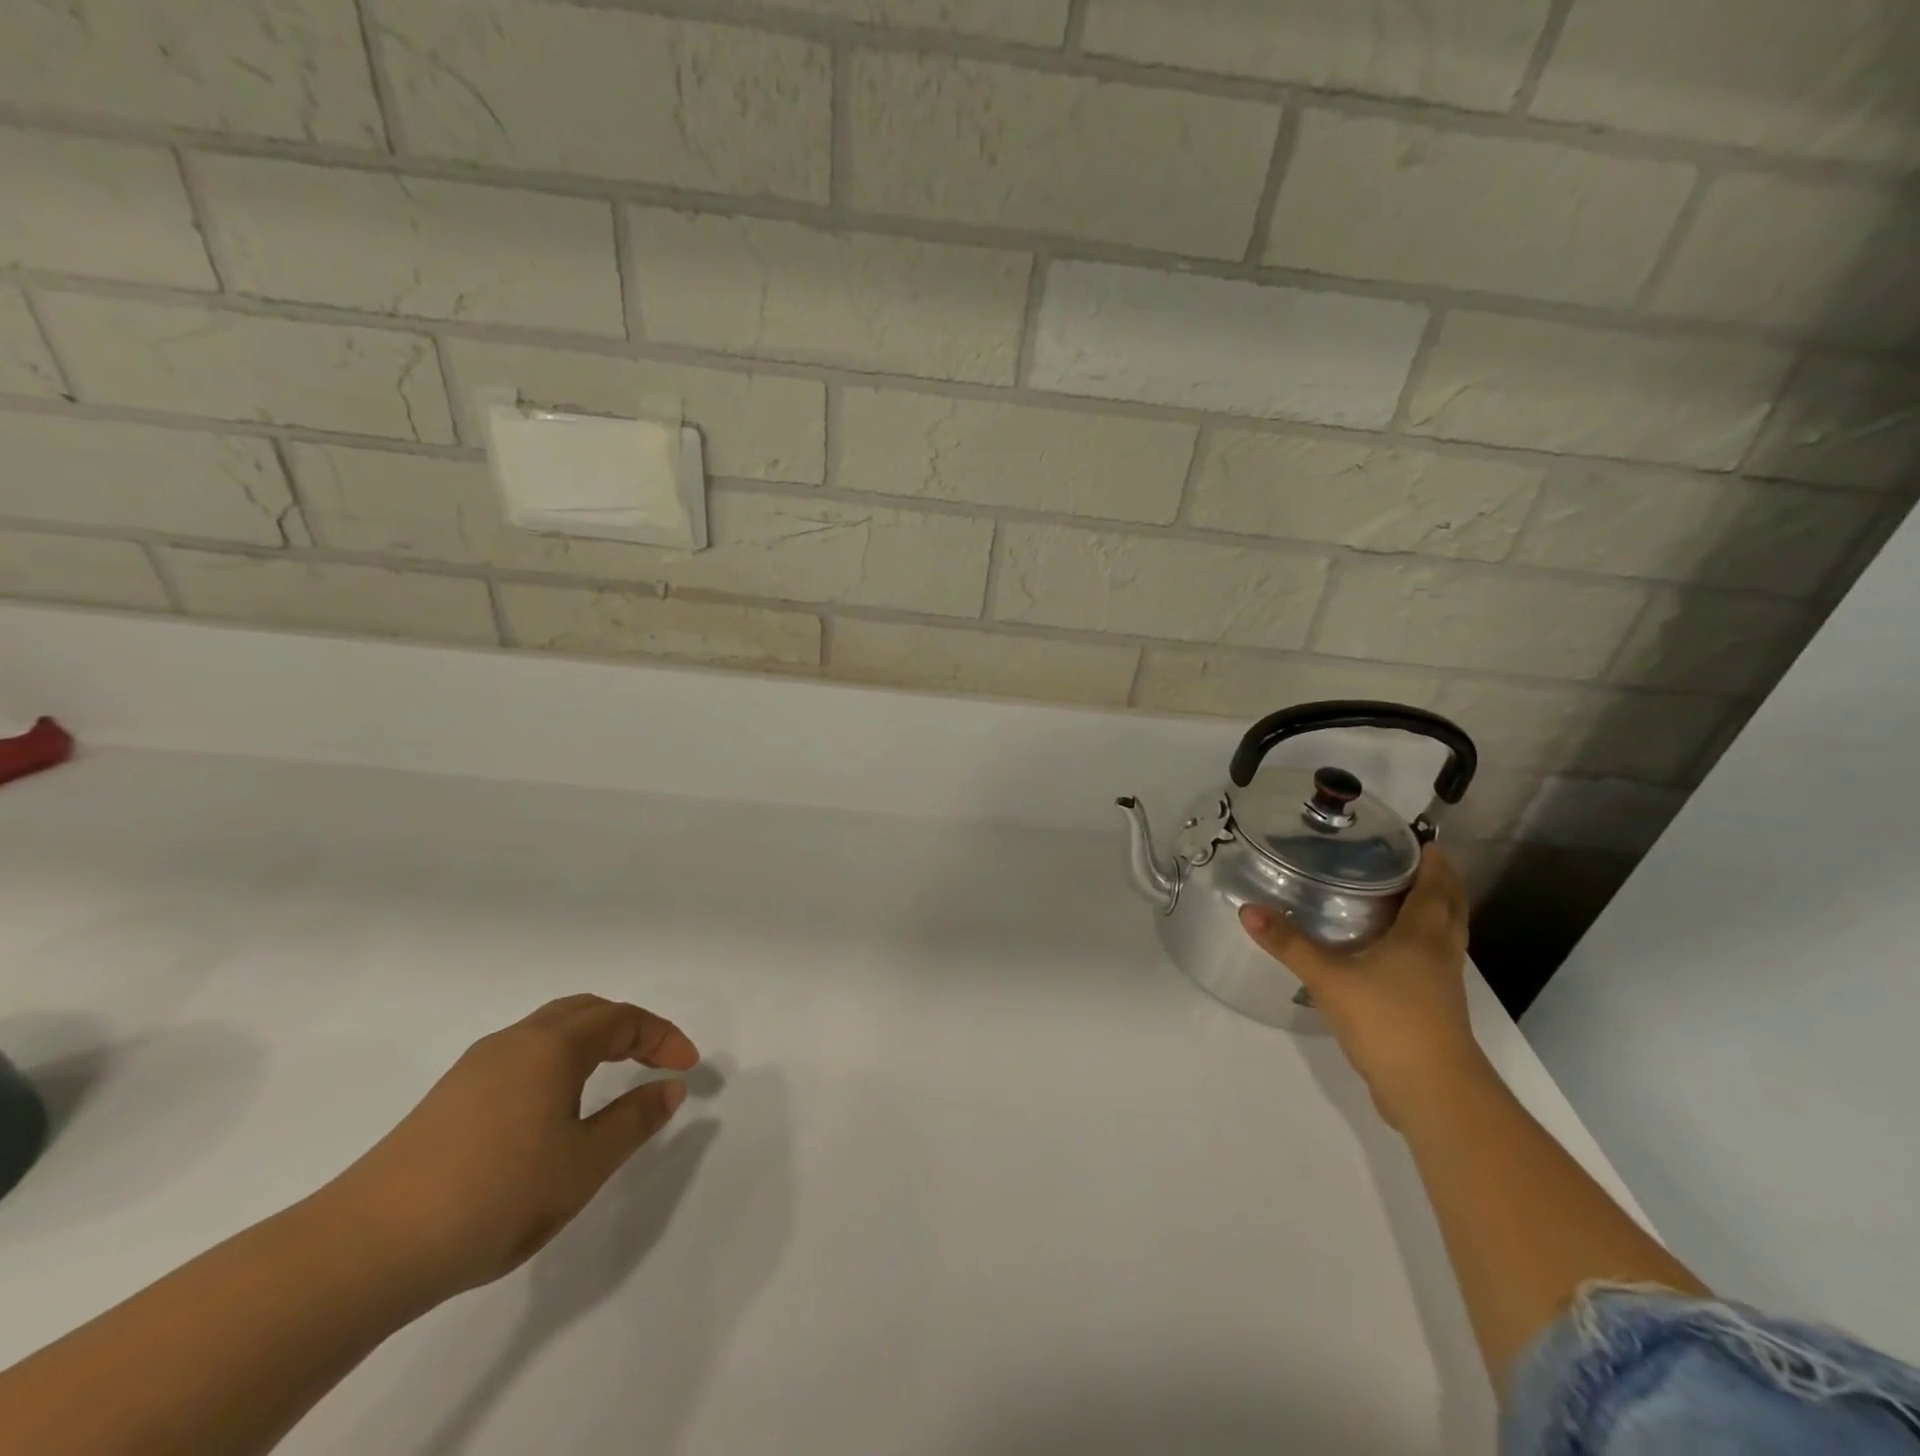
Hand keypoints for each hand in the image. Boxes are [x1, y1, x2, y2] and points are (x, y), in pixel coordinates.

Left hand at [323, 995, 699, 1300]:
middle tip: (655, 1061)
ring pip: (550, 1029)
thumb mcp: (583, 1164)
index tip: (688, 1068)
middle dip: (630, 1028)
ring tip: (612, 1077)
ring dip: (592, 1040)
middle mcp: (516, 1040)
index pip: (624, 1019)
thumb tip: (670, 1088)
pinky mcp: (450, 1095)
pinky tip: (553, 1104)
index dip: (663, 1036)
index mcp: (553, 1046)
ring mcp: (477, 1066)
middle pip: (586, 1010)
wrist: (365, 1248)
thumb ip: (635, 1120)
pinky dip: (558, 1059)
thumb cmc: (494, 1197)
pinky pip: (522, 1053)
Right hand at [1239, 846, 1487, 1128]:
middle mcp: (1439, 954)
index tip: (1424, 839)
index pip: (1435, 889)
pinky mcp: (1434, 1010)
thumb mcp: (1330, 979)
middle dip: (1440, 884)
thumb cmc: (1389, 1022)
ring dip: (1434, 913)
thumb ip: (1290, 944)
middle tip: (1417, 861)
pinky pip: (1432, 962)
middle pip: (1450, 910)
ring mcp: (1441, 985)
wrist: (1433, 1092)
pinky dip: (1420, 944)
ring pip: (1444, 937)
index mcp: (1423, 937)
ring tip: (1404, 897)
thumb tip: (1248, 909)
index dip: (1433, 863)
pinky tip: (1391, 951)